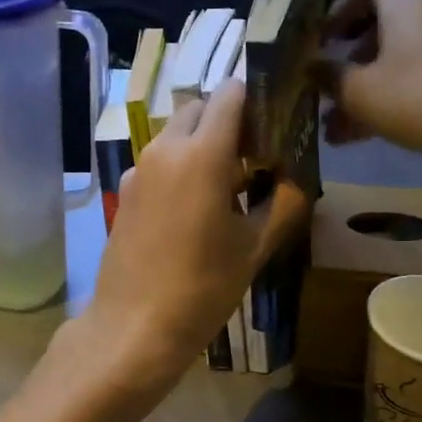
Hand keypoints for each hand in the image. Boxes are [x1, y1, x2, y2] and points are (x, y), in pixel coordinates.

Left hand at [83, 80, 307, 388]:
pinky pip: (159, 161)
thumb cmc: (202, 288)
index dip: (256, 99)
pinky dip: (181, 166)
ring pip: (176, 134)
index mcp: (201, 153)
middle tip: (255, 157)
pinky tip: (195, 208)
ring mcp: (138, 169)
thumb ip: (284, 201)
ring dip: (203, 144)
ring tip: (228, 186)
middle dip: (228, 121)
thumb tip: (297, 176)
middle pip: (199, 109)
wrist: (133, 327)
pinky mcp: (125, 191)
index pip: (230, 94)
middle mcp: (164, 149)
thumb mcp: (255, 247)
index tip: (275, 122)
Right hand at [317, 0, 421, 171]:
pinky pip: (419, 77)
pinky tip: (368, 136)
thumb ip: (329, 76)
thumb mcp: (361, 91)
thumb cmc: (420, 97)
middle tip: (328, 85)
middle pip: (383, 25)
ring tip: (338, 127)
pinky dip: (393, 98)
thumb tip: (309, 67)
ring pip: (398, 59)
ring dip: (367, 87)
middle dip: (350, 58)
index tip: (323, 36)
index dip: (342, 5)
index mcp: (406, 4)